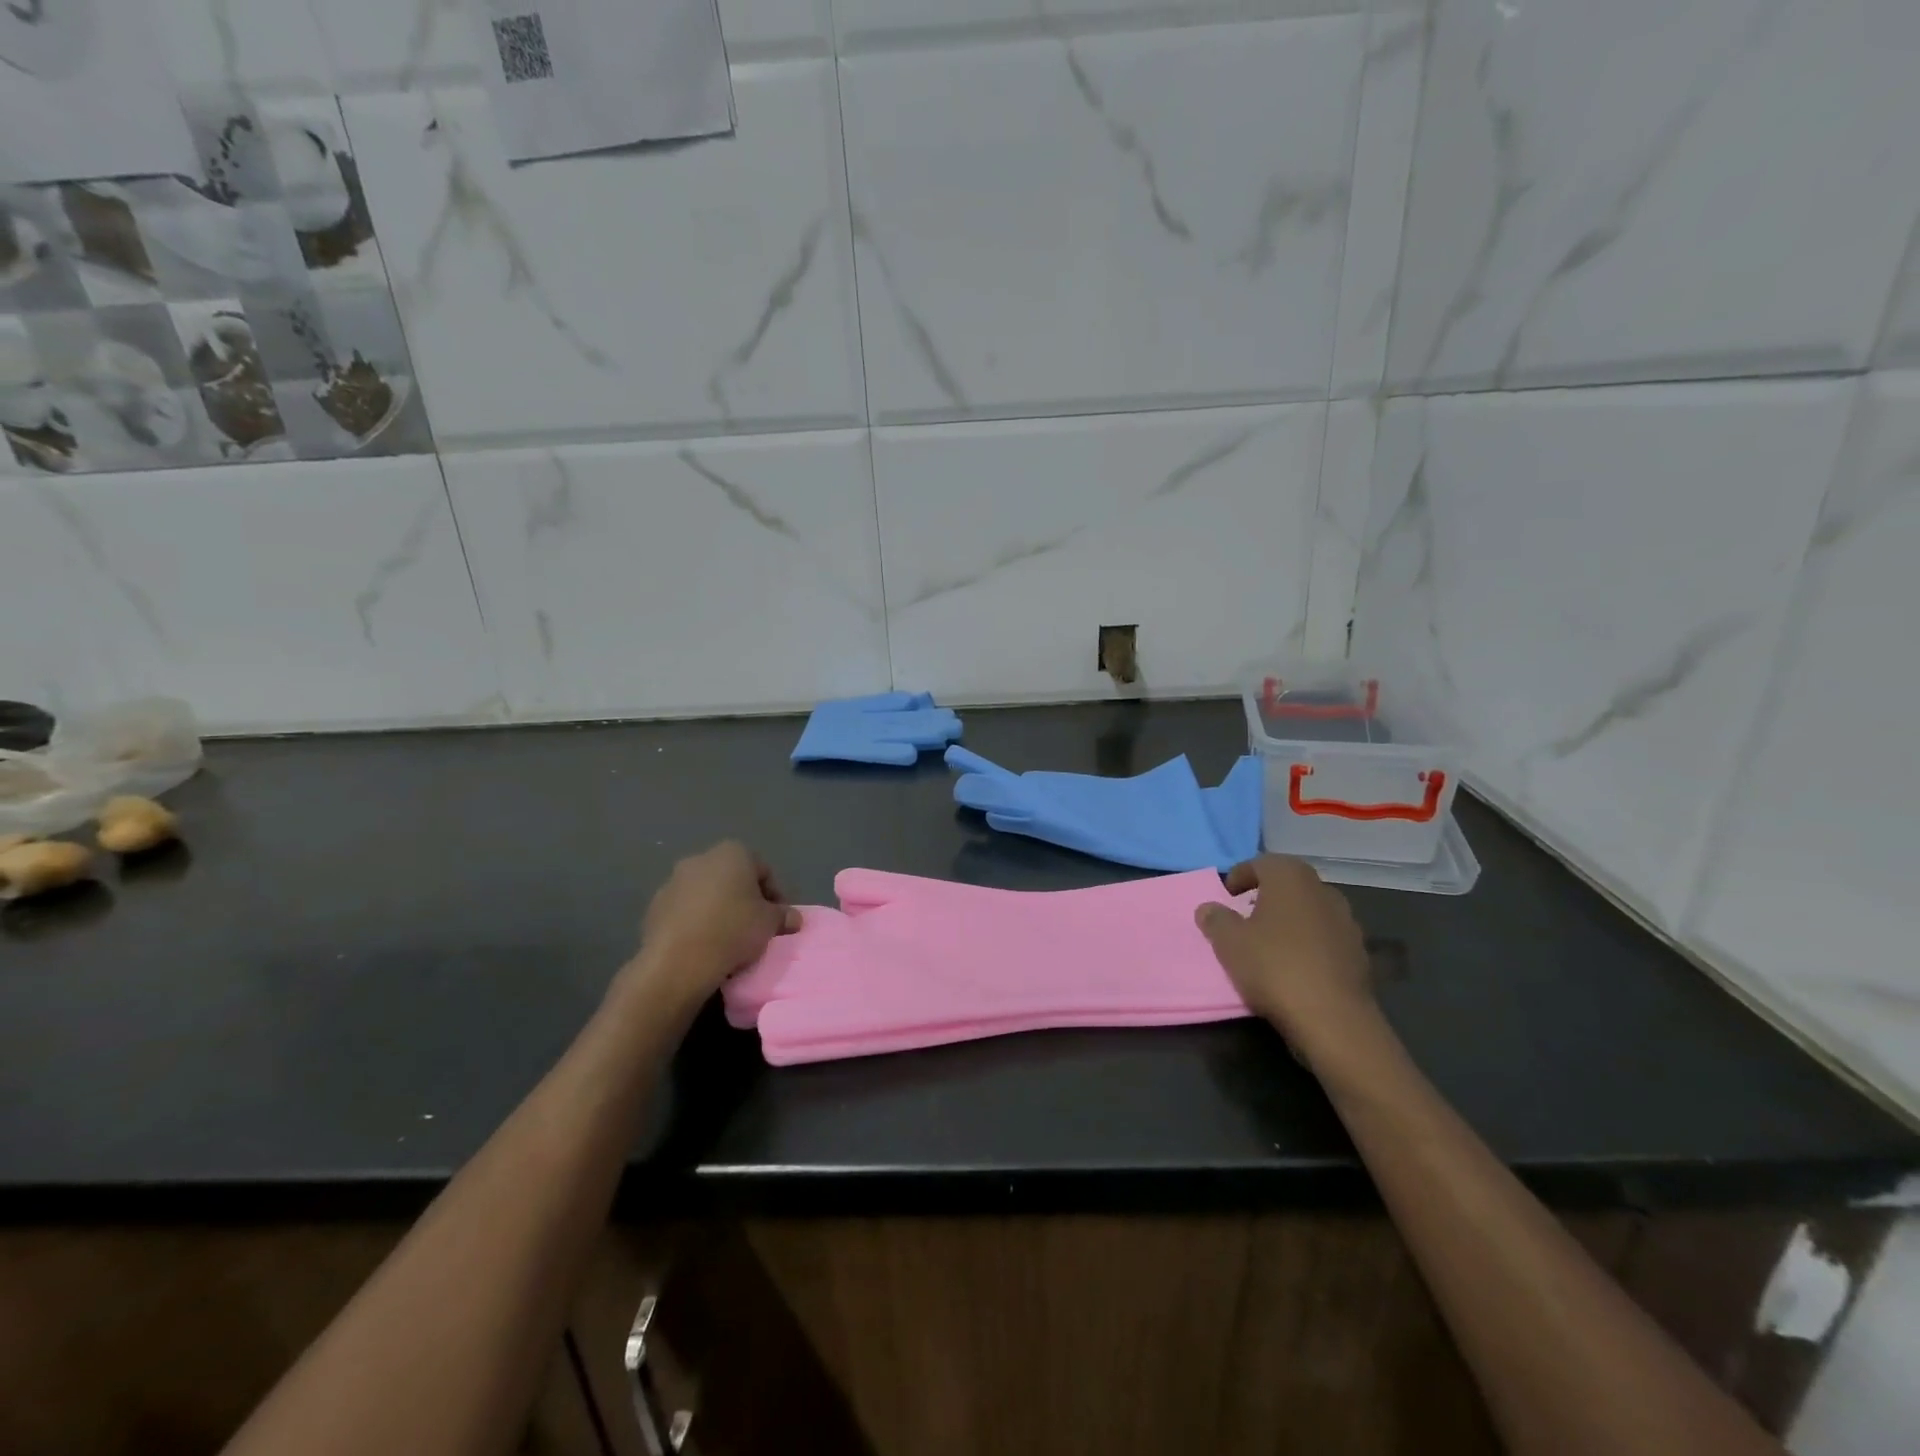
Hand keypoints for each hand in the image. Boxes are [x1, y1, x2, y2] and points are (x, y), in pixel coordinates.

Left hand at [620, 842, 799, 1015]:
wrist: (678, 962)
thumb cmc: (733, 930)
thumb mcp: (770, 924)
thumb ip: (784, 916)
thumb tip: (793, 918)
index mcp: (732, 853)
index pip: (763, 870)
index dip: (775, 895)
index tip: (777, 919)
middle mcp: (700, 859)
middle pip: (732, 878)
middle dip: (744, 899)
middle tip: (754, 927)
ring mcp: (672, 882)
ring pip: (705, 894)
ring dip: (718, 910)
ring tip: (727, 939)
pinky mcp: (654, 907)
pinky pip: (684, 911)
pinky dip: (695, 923)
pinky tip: (703, 945)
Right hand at [1195, 855, 1380, 1067]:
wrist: (1332, 1018)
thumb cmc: (1273, 966)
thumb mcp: (1228, 942)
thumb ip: (1216, 919)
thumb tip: (1209, 908)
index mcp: (1291, 878)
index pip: (1262, 863)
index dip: (1241, 875)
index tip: (1227, 895)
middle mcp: (1323, 891)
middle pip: (1290, 883)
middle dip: (1267, 895)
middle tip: (1246, 914)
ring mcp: (1347, 922)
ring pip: (1310, 910)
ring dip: (1290, 919)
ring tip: (1269, 941)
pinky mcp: (1360, 953)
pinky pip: (1326, 937)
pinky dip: (1309, 943)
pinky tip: (1295, 965)